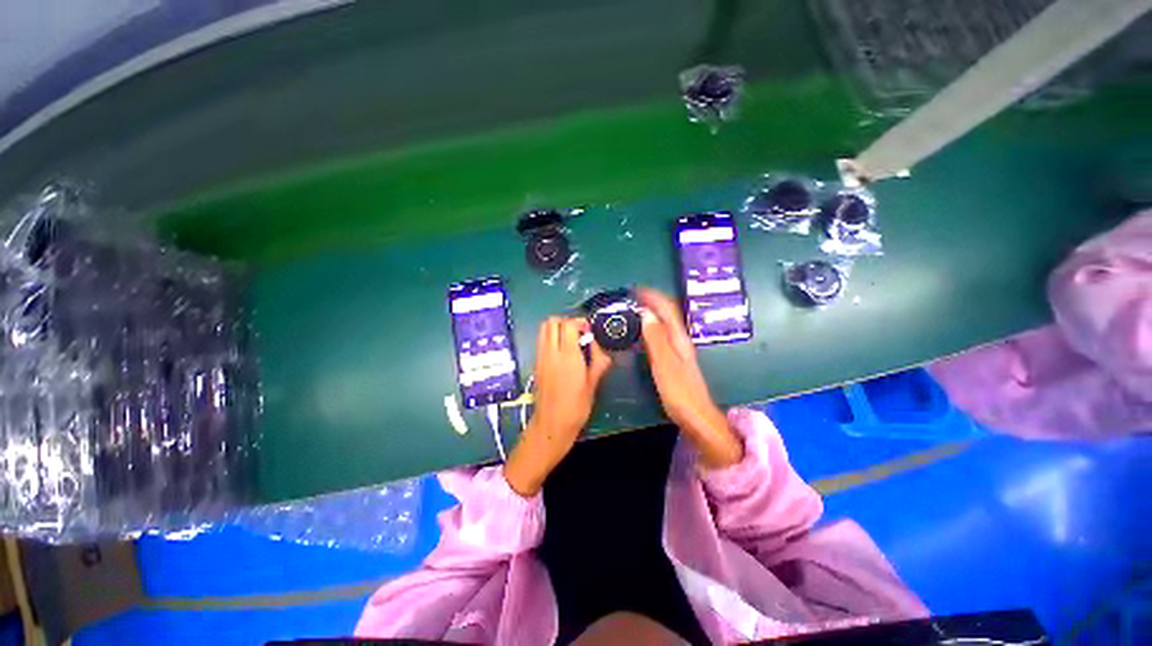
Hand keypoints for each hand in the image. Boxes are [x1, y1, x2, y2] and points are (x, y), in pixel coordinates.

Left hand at [504, 317, 611, 495]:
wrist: (552, 424)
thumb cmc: (576, 407)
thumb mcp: (593, 384)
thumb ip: (599, 362)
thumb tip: (601, 347)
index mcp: (567, 356)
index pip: (568, 324)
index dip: (579, 322)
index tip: (589, 331)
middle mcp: (551, 352)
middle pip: (552, 321)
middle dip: (566, 321)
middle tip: (579, 332)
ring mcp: (540, 357)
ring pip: (543, 329)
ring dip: (557, 327)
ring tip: (570, 339)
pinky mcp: (536, 363)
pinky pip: (541, 341)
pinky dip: (551, 338)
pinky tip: (561, 351)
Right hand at [637, 288, 742, 468]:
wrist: (696, 417)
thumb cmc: (680, 392)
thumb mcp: (664, 364)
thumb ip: (655, 339)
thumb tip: (645, 313)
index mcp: (679, 338)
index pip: (667, 309)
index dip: (652, 296)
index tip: (634, 290)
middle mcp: (680, 340)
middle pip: (667, 313)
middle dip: (651, 301)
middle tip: (630, 298)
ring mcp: (679, 350)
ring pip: (664, 323)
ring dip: (651, 312)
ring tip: (633, 310)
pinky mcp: (674, 359)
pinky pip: (661, 335)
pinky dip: (651, 327)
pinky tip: (642, 333)